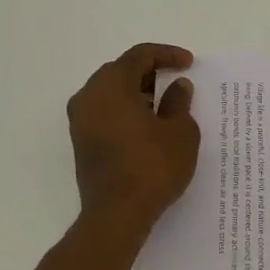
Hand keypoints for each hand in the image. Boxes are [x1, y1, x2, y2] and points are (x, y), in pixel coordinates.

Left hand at [67, 44, 200, 232]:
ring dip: (136, 92)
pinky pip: (104, 112)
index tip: (189, 63)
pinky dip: (125, 110)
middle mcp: (89, 96)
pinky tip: (147, 125)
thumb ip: (179, 102)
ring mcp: (80, 120)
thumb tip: (177, 86)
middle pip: (120, 71)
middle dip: (149, 72)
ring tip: (164, 105)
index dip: (167, 54)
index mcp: (111, 85)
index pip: (140, 56)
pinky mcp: (81, 142)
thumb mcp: (179, 132)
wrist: (116, 214)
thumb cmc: (152, 167)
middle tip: (174, 80)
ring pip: (110, 92)